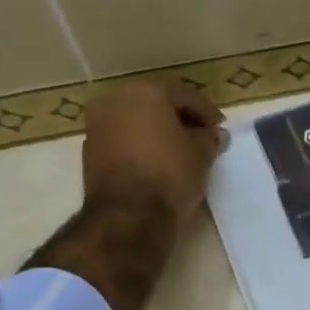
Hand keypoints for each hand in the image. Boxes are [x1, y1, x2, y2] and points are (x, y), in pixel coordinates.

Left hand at [81, 83, 226, 226]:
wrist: (128, 216)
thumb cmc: (170, 174)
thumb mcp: (201, 155)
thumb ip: (209, 139)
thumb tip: (215, 135)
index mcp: (145, 92)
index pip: (184, 96)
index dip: (206, 112)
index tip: (220, 128)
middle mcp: (116, 101)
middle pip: (156, 105)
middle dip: (180, 119)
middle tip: (201, 137)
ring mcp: (97, 126)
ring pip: (136, 122)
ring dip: (158, 133)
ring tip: (181, 152)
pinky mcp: (90, 153)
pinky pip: (123, 141)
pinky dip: (141, 147)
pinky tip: (158, 163)